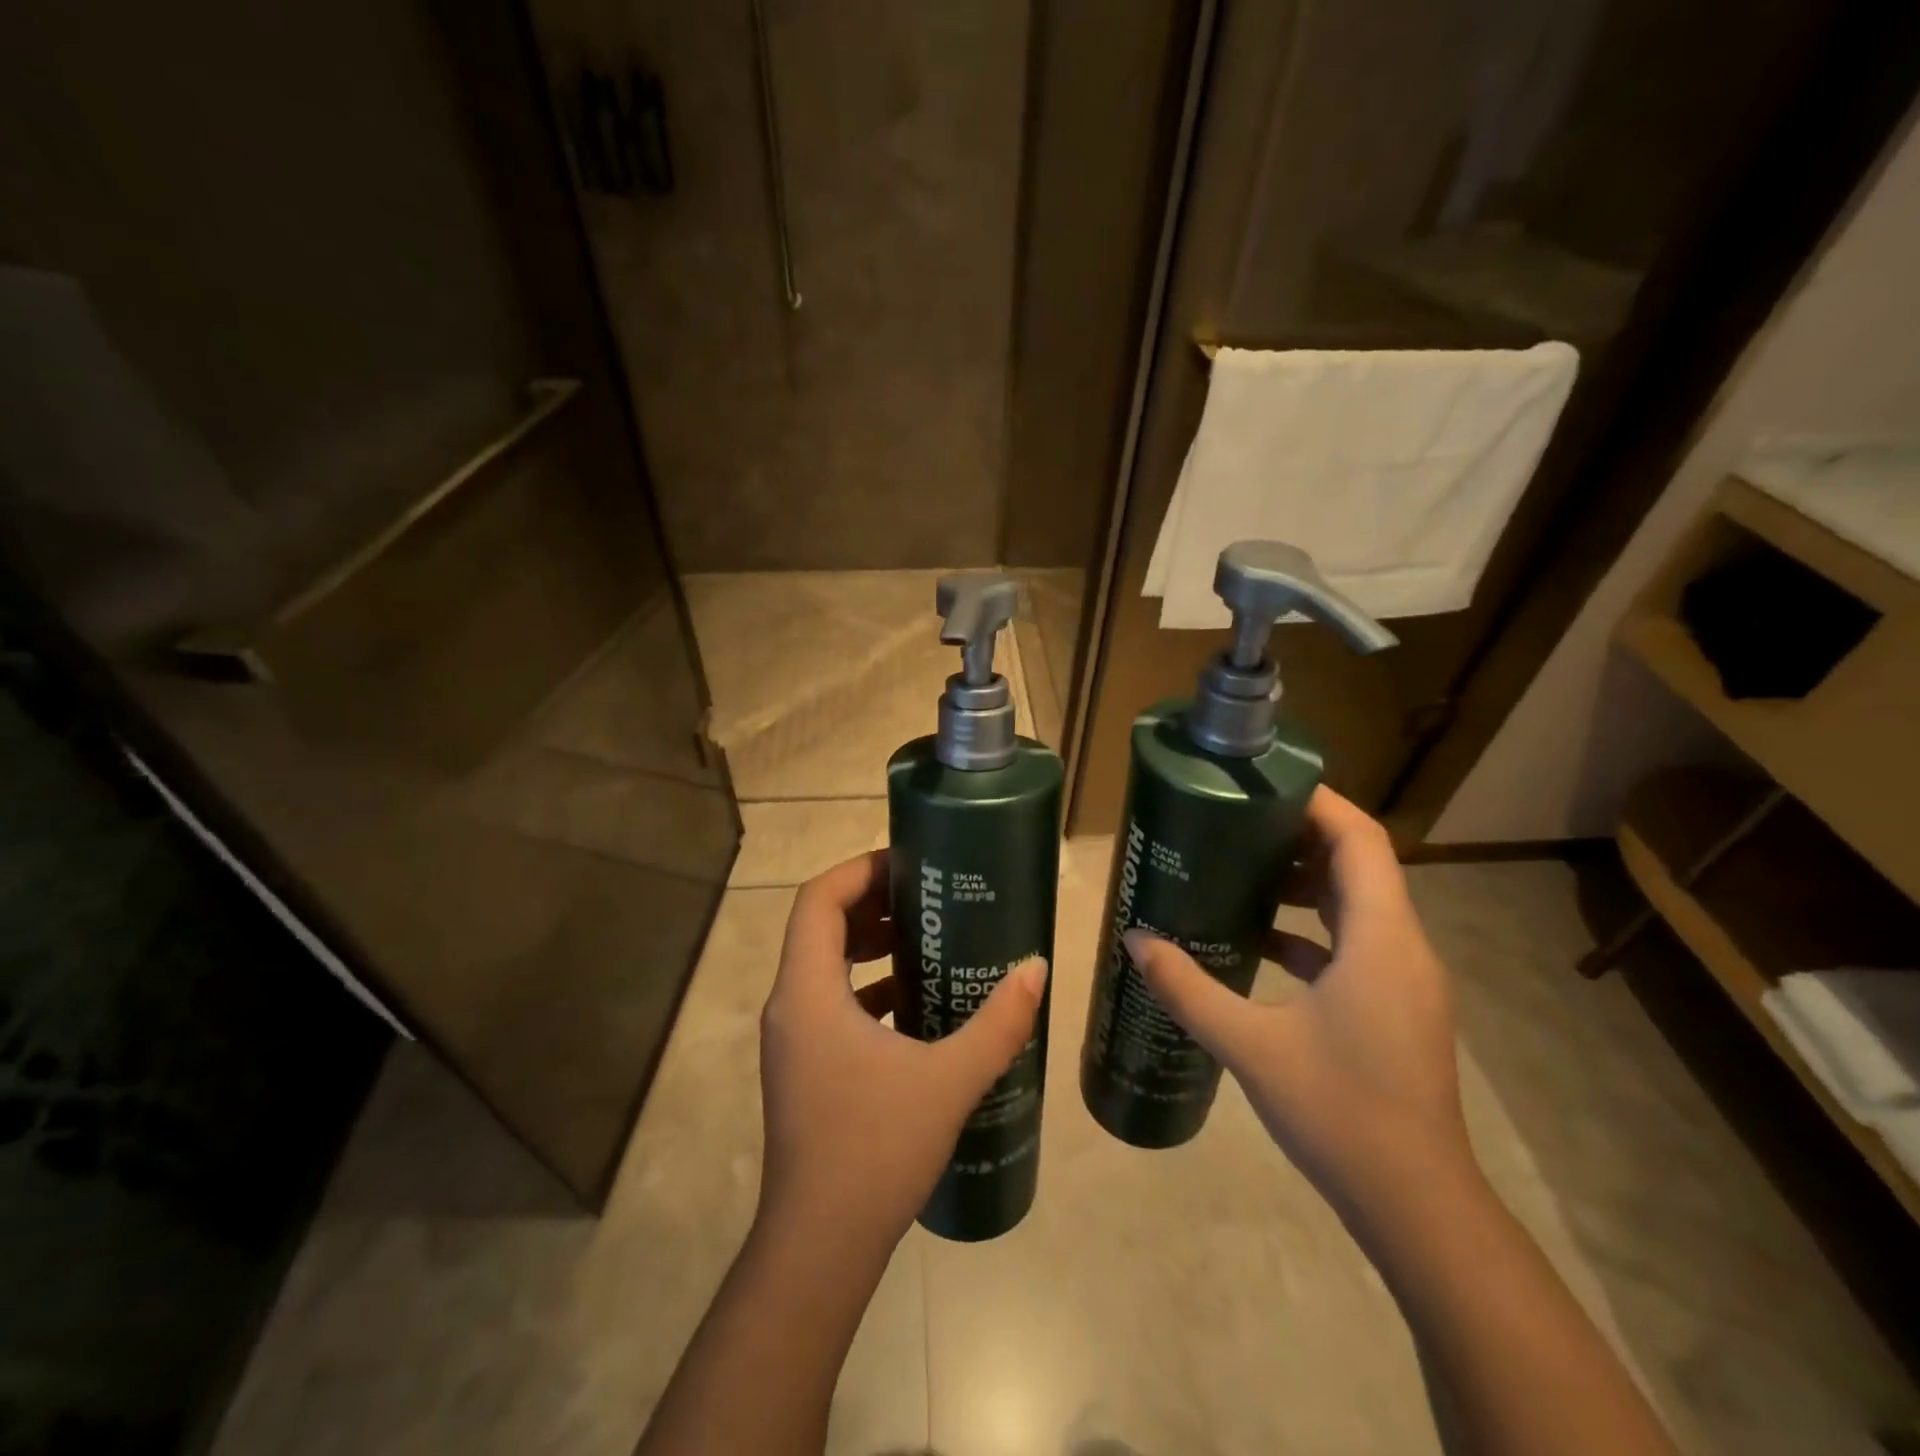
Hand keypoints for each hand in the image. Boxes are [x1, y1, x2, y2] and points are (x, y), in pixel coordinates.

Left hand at [757, 850, 1047, 1260]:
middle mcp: (789, 1006)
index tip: (909, 865)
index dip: (860, 870)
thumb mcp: (949, 1080)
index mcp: (808, 993)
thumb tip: (1036, 969)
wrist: (819, 1248)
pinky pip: (830, 1002)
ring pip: (823, 965)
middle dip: (871, 903)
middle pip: (819, 926)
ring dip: (869, 945)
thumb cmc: (875, 1150)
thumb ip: (998, 1022)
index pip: (818, 900)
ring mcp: (791, 1040)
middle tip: (927, 898)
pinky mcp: (802, 1067)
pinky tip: (913, 1002)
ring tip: (925, 940)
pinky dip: (866, 987)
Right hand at [1125, 786, 1470, 1218]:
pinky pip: (1353, 942)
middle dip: (1300, 835)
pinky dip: (1311, 928)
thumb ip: (1189, 989)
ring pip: (1357, 903)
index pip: (1360, 839)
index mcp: (1380, 939)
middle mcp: (1402, 946)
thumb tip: (1136, 941)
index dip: (1318, 802)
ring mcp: (1403, 978)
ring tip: (1241, 870)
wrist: (1416, 1204)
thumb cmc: (1341, 1111)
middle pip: (1358, 863)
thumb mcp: (1251, 1045)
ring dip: (1305, 881)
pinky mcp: (1394, 1004)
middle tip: (1237, 823)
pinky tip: (1259, 941)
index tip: (1263, 786)